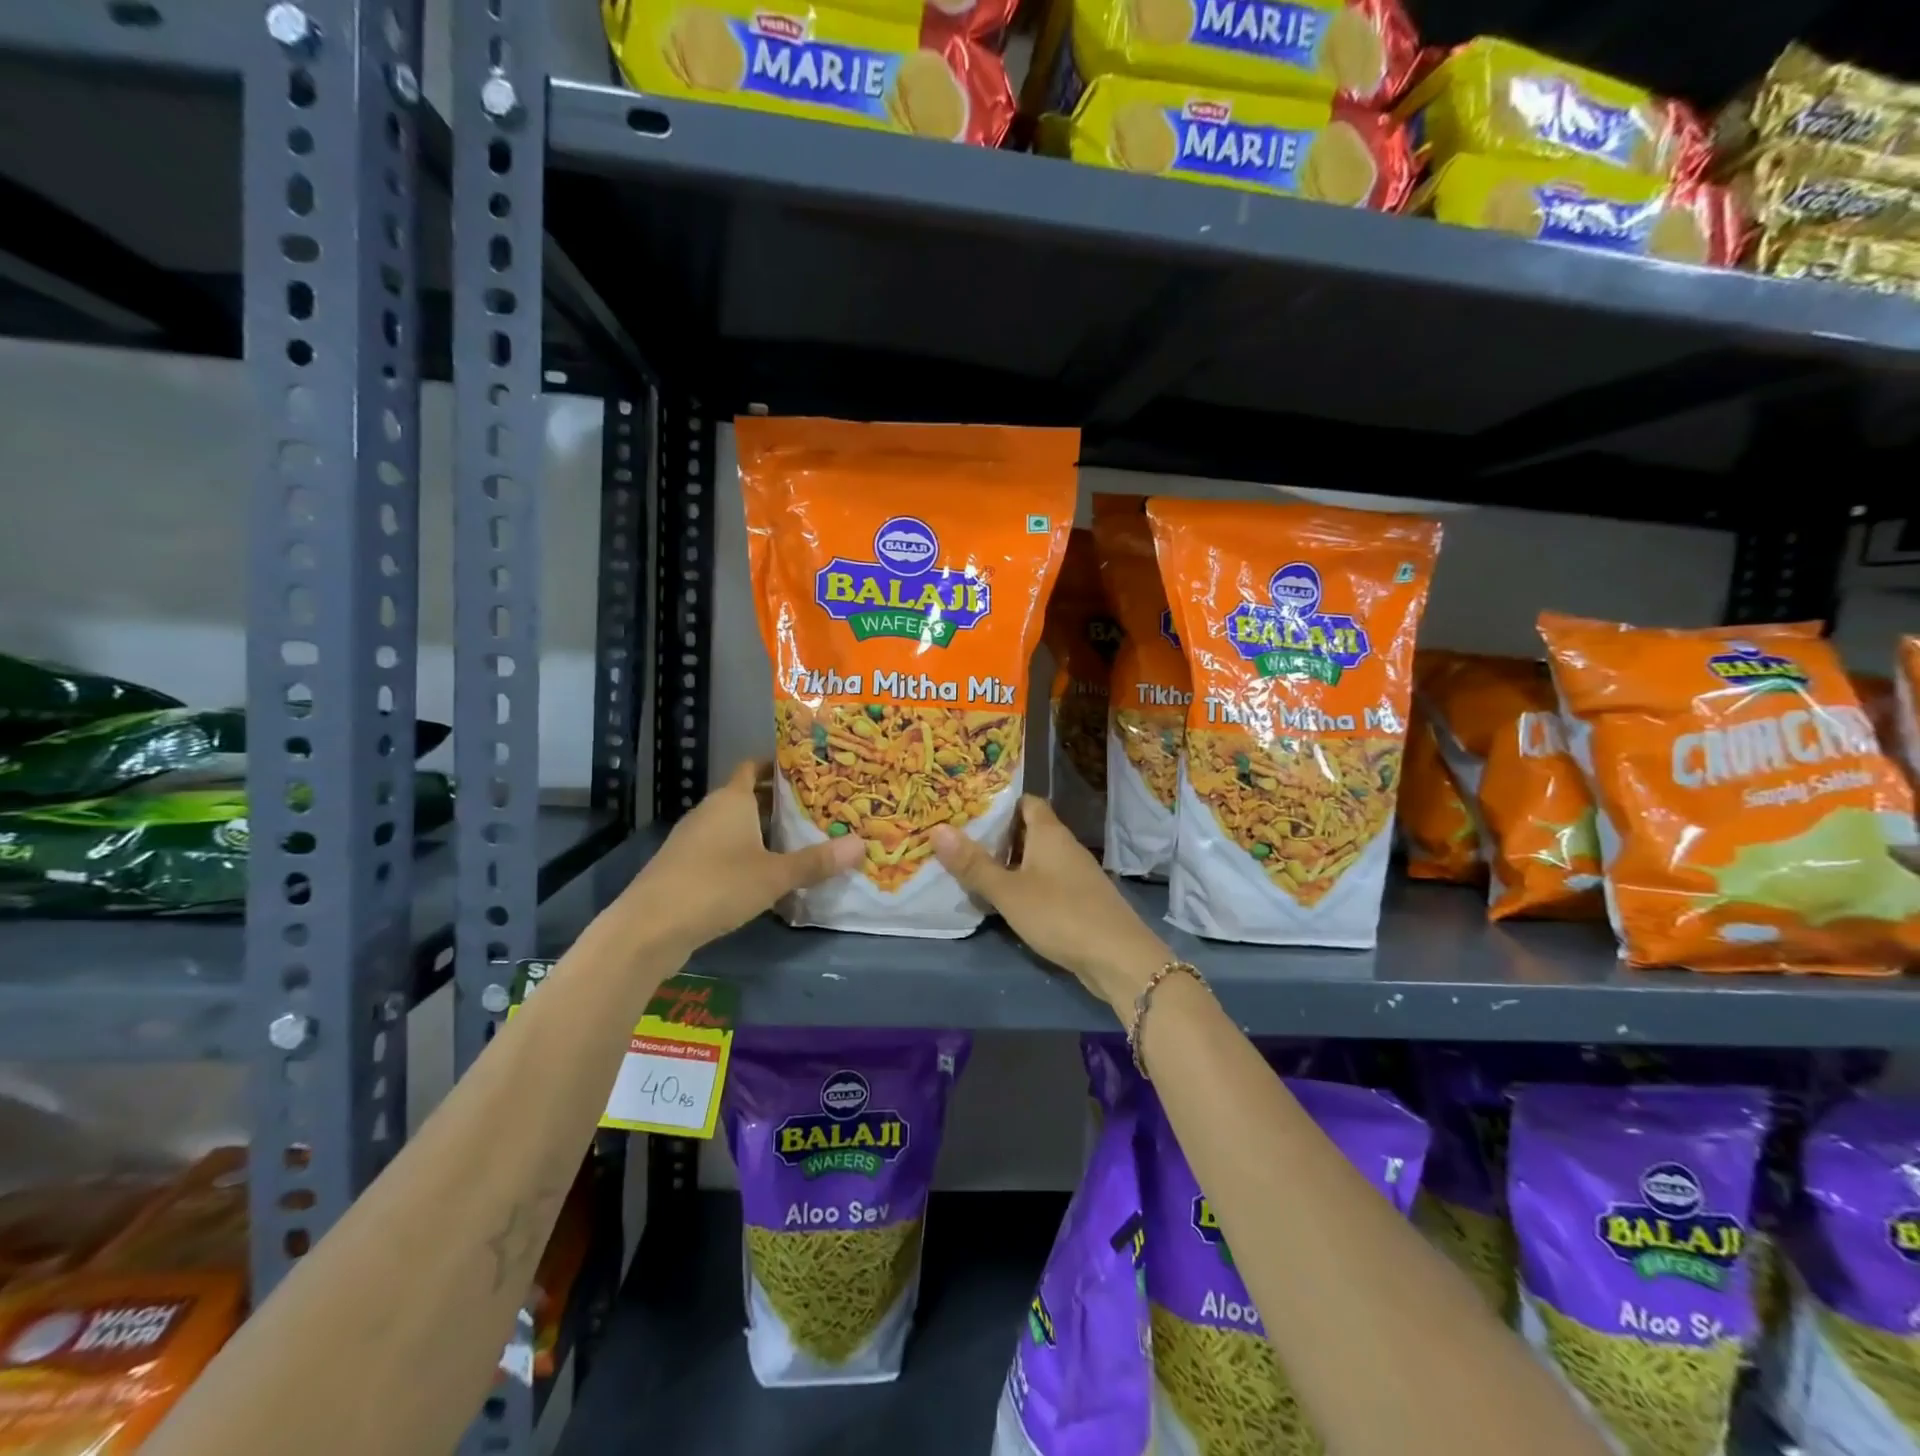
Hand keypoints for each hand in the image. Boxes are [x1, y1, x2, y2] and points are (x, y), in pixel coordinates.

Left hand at [625, 760, 864, 956]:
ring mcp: (694, 840)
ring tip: (800, 841)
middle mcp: (711, 811)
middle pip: (748, 796)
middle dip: (779, 802)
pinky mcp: (685, 867)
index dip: (779, 766)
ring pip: (735, 825)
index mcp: (731, 800)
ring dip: (762, 831)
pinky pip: (723, 849)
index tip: (810, 773)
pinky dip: (745, 854)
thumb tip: (862, 845)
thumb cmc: (716, 886)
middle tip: (819, 810)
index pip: (754, 767)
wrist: (649, 928)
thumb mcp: (774, 875)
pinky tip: (767, 874)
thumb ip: (817, 861)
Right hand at [931, 796, 1172, 1014]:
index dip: (1000, 804)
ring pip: (1038, 859)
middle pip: (1030, 831)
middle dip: (998, 837)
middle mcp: (1065, 847)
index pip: (1027, 802)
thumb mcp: (1009, 891)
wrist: (1119, 958)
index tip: (969, 812)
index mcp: (1050, 833)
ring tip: (975, 873)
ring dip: (1011, 865)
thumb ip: (974, 864)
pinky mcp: (1081, 901)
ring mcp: (1076, 875)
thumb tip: (937, 830)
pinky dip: (1026, 886)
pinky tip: (1006, 903)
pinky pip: (1047, 883)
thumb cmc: (1060, 914)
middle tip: (961, 843)